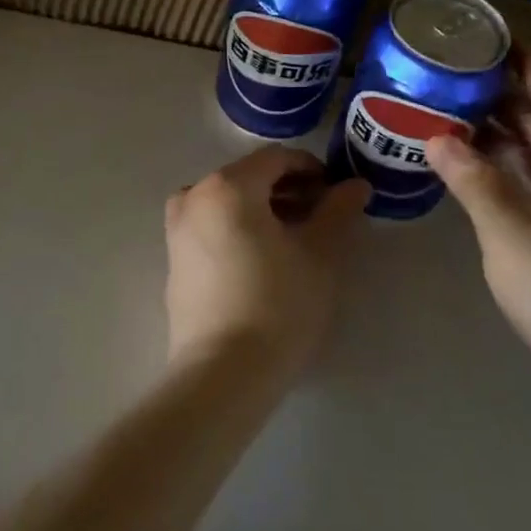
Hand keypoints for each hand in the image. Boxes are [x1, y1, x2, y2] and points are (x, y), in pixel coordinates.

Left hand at [164, 146, 370, 367]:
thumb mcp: (320, 253)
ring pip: (228, 203)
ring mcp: (177, 230)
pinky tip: (264, 261)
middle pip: (249, 178)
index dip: (313, 169)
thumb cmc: (278, 303)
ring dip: (264, 210)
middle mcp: (193, 197)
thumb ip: (338, 210)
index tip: (338, 194)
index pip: (277, 158)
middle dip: (289, 190)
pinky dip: (239, 229)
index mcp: (227, 186)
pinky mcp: (174, 261)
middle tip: (322, 217)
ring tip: (296, 240)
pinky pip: (211, 228)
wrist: (223, 373)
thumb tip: (355, 185)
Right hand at [427, 55, 530, 388]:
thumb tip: (434, 136)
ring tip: (454, 98)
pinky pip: (527, 177)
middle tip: (460, 64)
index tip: (495, 34)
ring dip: (500, 127)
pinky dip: (500, 161)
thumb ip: (472, 180)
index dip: (528, 65)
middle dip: (507, 92)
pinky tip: (468, 153)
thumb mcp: (509, 231)